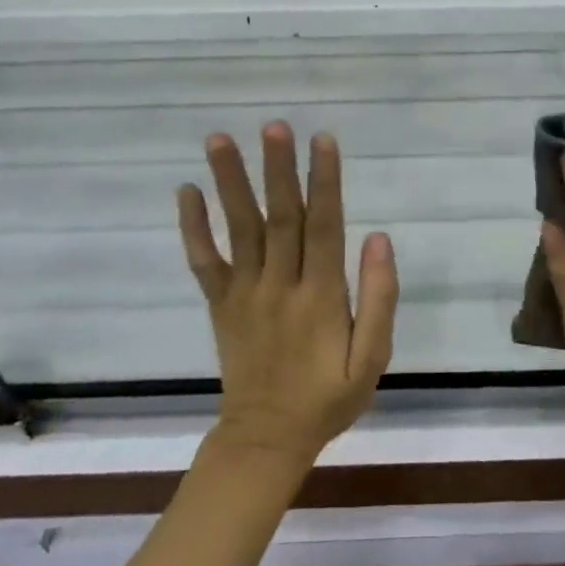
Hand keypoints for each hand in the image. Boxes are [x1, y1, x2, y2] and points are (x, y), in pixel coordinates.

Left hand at [177, 123, 398, 465]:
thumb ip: (379, 299)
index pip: (324, 226)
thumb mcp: (371, 360)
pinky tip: (185, 192)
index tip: (323, 140)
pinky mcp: (220, 304)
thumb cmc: (327, 398)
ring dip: (229, 182)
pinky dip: (192, 227)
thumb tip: (379, 239)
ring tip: (220, 140)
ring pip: (238, 229)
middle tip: (273, 125)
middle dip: (277, 168)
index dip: (324, 181)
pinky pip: (204, 262)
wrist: (265, 441)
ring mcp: (244, 293)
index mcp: (320, 296)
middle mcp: (279, 285)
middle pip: (279, 217)